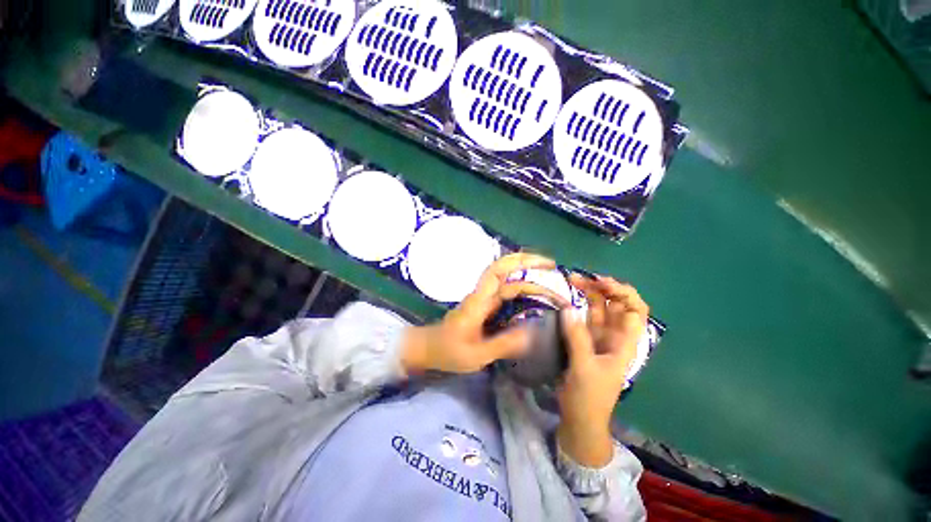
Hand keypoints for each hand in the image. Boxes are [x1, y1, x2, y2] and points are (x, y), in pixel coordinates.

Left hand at [401, 253, 569, 374]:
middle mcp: (482, 295)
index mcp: (479, 301)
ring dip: (530, 278)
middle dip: (532, 266)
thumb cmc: (447, 352)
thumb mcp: (476, 355)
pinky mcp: (485, 309)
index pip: (499, 271)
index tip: (546, 265)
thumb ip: (503, 344)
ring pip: (509, 282)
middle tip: (557, 271)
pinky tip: (538, 299)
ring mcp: (484, 301)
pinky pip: (508, 294)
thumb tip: (535, 333)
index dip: (522, 263)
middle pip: (507, 271)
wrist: (426, 351)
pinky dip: (524, 291)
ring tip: (553, 284)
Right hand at [556, 275, 649, 467]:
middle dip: (600, 289)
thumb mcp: (584, 368)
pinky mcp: (584, 350)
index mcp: (625, 343)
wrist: (580, 424)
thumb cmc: (589, 398)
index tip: (602, 284)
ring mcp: (599, 343)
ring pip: (597, 313)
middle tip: (578, 279)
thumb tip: (568, 307)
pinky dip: (575, 314)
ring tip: (569, 283)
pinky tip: (564, 305)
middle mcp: (615, 339)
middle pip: (614, 306)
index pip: (635, 309)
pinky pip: (582, 326)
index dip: (623, 292)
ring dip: (586, 298)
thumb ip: (577, 337)